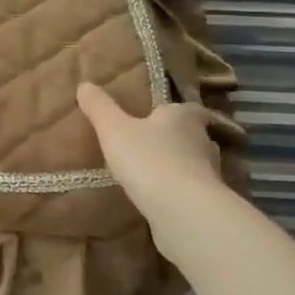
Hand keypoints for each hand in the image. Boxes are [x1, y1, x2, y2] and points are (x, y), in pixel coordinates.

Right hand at [77, 84, 232, 227]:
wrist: (183, 209)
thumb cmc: (148, 159)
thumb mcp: (113, 130)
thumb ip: (100, 108)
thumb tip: (84, 85)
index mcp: (182, 118)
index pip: (190, 108)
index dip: (178, 111)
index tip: (163, 115)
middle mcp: (202, 140)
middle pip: (193, 135)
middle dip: (176, 138)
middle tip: (152, 143)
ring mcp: (210, 173)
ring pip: (194, 163)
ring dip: (178, 165)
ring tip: (152, 172)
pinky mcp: (207, 201)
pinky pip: (191, 190)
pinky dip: (179, 191)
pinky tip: (160, 198)